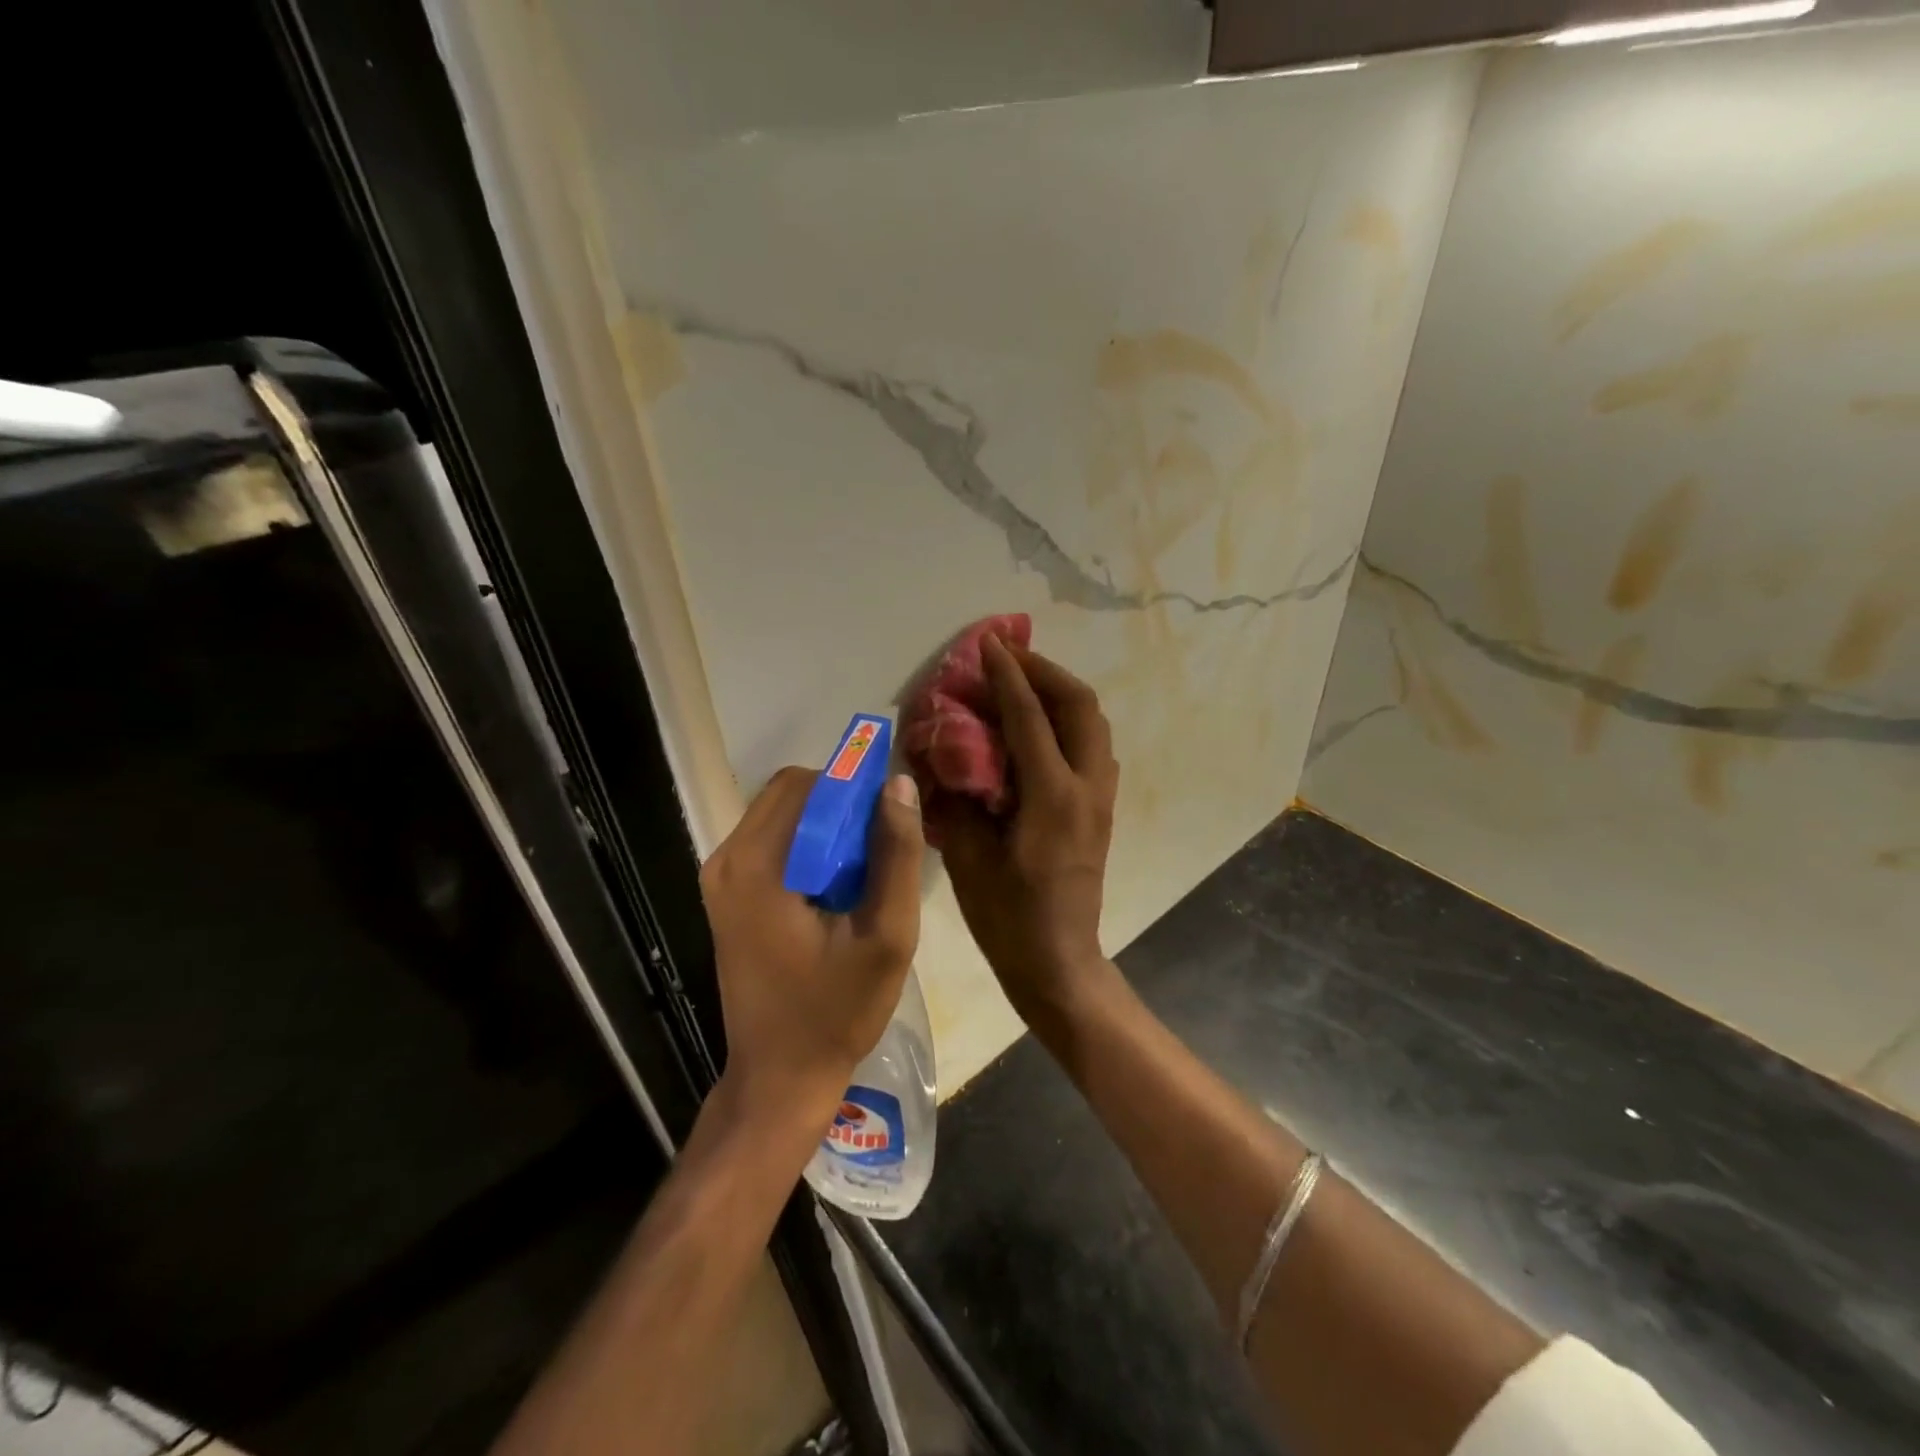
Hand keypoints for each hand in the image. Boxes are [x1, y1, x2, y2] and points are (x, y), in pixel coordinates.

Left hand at [700, 767, 924, 1129]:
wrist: (780, 1076)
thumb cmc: (836, 1011)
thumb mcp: (886, 935)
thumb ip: (896, 854)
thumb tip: (899, 784)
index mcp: (756, 865)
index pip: (806, 784)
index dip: (852, 787)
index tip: (888, 816)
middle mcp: (726, 860)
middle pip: (789, 794)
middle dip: (840, 806)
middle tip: (879, 848)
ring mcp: (720, 878)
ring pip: (781, 815)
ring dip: (825, 826)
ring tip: (863, 870)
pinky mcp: (726, 894)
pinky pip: (771, 842)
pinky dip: (807, 846)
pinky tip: (835, 887)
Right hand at [929, 637, 1119, 1016]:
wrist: (1059, 962)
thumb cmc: (1008, 918)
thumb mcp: (970, 858)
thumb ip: (959, 798)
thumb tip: (946, 753)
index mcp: (1052, 798)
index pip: (1030, 718)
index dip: (1007, 676)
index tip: (989, 645)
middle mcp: (1086, 788)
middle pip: (1080, 706)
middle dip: (1046, 672)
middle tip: (1011, 658)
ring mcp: (1101, 799)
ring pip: (1094, 723)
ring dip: (1061, 693)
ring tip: (1024, 683)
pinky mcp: (1102, 810)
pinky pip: (1092, 747)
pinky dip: (1069, 722)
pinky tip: (1038, 728)